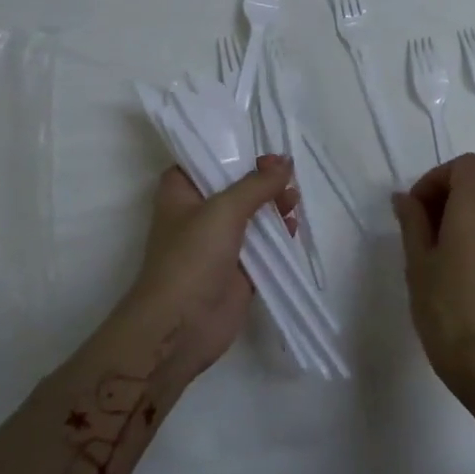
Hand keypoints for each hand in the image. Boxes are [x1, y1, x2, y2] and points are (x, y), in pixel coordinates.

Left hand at [112, 156, 297, 382]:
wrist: (181, 326)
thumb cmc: (192, 257)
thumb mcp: (224, 210)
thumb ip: (257, 185)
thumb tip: (285, 162)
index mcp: (180, 192)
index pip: (204, 160)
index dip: (231, 152)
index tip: (262, 148)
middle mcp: (198, 213)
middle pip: (234, 187)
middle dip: (261, 180)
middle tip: (287, 175)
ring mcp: (218, 243)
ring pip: (251, 215)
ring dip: (273, 205)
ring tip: (294, 200)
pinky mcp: (238, 269)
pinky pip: (263, 245)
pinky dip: (279, 234)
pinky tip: (294, 226)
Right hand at [392, 154, 474, 422]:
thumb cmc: (445, 308)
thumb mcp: (417, 262)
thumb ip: (412, 222)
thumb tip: (404, 197)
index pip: (466, 165)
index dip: (438, 176)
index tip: (416, 206)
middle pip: (473, 191)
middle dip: (441, 202)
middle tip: (414, 235)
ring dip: (456, 225)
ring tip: (431, 261)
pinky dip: (472, 245)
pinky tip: (454, 279)